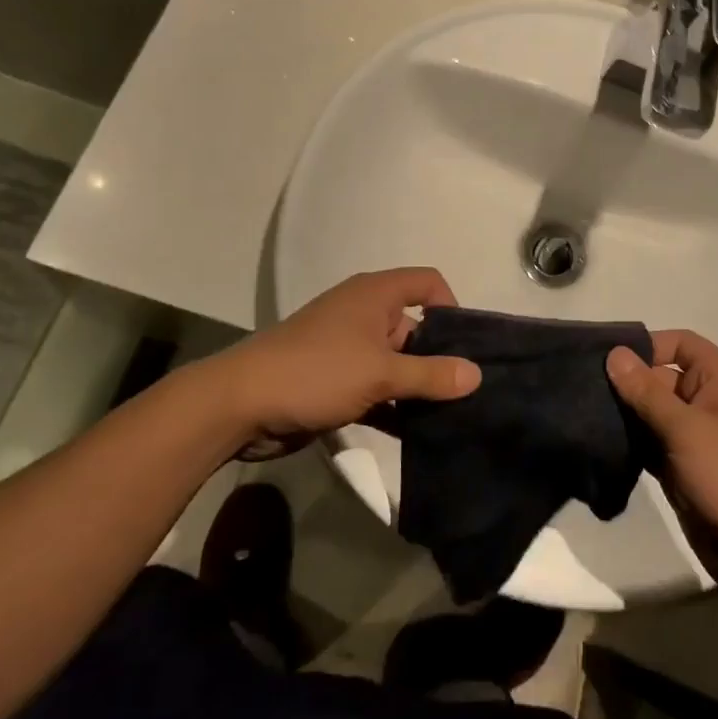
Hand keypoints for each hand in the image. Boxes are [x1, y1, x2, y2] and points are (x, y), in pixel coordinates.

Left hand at [209, 269, 480, 446]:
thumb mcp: (380, 373)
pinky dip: (395, 407)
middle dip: (440, 357)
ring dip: (418, 387)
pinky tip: (418, 435)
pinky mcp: (337, 382)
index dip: (451, 307)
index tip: (466, 345)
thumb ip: (431, 374)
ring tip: (453, 417)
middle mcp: (364, 315)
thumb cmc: (316, 372)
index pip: (427, 283)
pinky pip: (378, 389)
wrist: (240, 405)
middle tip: (469, 392)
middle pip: (416, 327)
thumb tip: (477, 374)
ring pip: (397, 363)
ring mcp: (349, 350)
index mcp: (375, 295)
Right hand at [607, 331, 717, 571]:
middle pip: (661, 376)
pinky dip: (631, 442)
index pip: (678, 343)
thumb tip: (614, 353)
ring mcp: (696, 435)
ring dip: (625, 414)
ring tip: (585, 415)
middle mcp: (709, 400)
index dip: (646, 346)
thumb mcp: (686, 429)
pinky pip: (652, 441)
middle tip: (584, 390)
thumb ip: (646, 390)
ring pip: (652, 411)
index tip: (606, 360)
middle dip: (627, 383)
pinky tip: (601, 444)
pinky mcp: (683, 465)